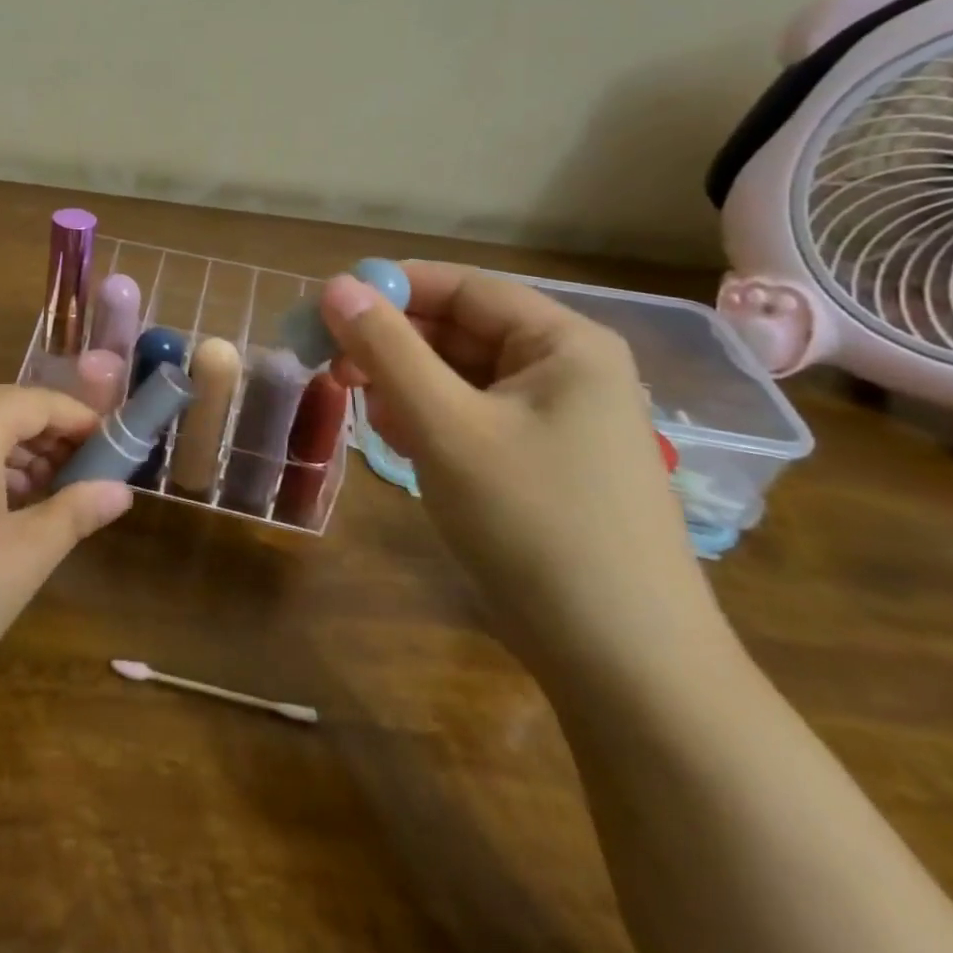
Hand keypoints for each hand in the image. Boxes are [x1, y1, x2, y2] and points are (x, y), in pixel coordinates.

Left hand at [0, 385, 132, 713]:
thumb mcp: (23, 556)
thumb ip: (76, 513)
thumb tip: (121, 491)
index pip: (37, 402)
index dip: (81, 421)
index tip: (115, 447)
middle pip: (3, 410)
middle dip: (49, 437)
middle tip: (85, 475)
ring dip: (15, 454)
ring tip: (47, 496)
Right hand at [320, 262, 719, 678]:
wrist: (626, 668)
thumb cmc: (535, 525)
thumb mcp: (446, 427)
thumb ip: (386, 350)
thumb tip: (334, 284)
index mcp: (563, 343)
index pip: (463, 287)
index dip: (392, 288)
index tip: (327, 306)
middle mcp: (566, 370)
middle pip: (461, 331)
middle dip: (394, 344)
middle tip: (331, 366)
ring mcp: (559, 421)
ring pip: (462, 377)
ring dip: (406, 385)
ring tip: (366, 413)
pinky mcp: (544, 464)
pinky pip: (474, 418)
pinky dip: (431, 420)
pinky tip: (402, 443)